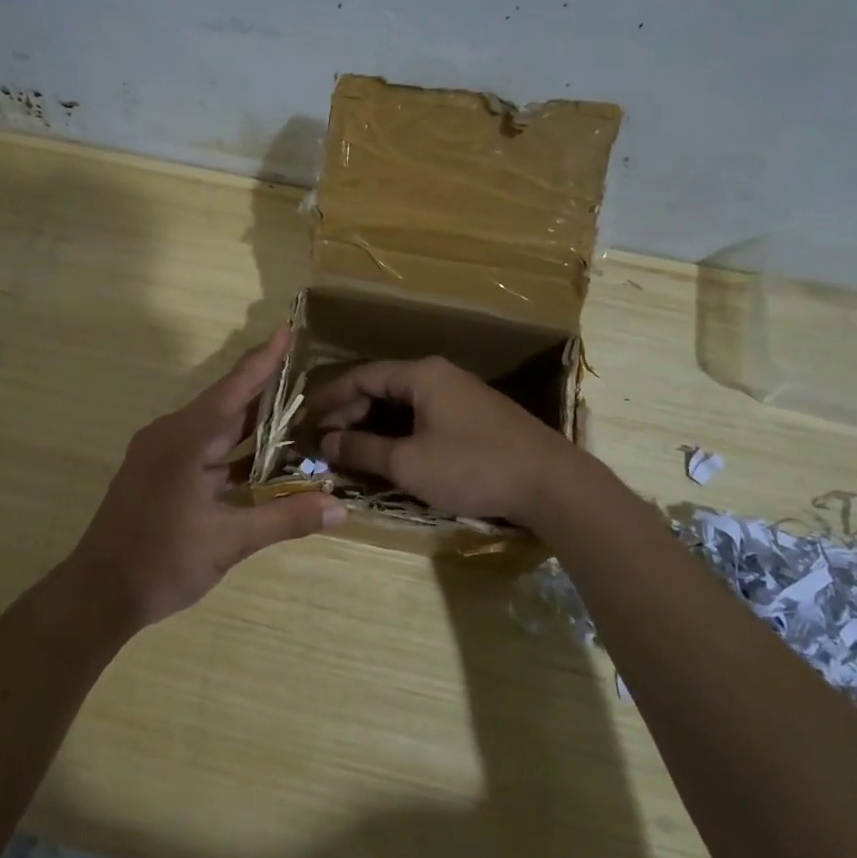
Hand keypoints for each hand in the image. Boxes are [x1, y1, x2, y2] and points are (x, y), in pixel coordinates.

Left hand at [66, 326, 345, 628]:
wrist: (99, 594)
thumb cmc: (161, 561)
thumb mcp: (229, 541)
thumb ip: (285, 518)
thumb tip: (340, 506)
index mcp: (185, 438)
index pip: (235, 388)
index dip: (264, 359)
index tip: (287, 329)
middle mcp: (171, 435)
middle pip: (226, 405)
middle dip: (266, 392)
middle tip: (307, 375)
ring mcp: (160, 455)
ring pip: (214, 430)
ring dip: (251, 426)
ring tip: (296, 415)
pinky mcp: (157, 474)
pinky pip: (202, 450)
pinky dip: (233, 452)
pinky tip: (262, 461)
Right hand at [307, 356, 577, 522]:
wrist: (551, 483)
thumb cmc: (472, 466)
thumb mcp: (408, 462)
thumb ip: (363, 449)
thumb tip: (326, 442)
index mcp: (421, 374)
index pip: (362, 376)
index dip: (330, 398)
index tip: (306, 420)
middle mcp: (440, 376)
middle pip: (382, 387)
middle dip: (350, 413)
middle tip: (324, 440)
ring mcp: (461, 395)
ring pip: (404, 404)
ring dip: (374, 425)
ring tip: (349, 449)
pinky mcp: (476, 418)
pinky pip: (425, 416)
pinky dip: (400, 432)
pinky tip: (390, 454)